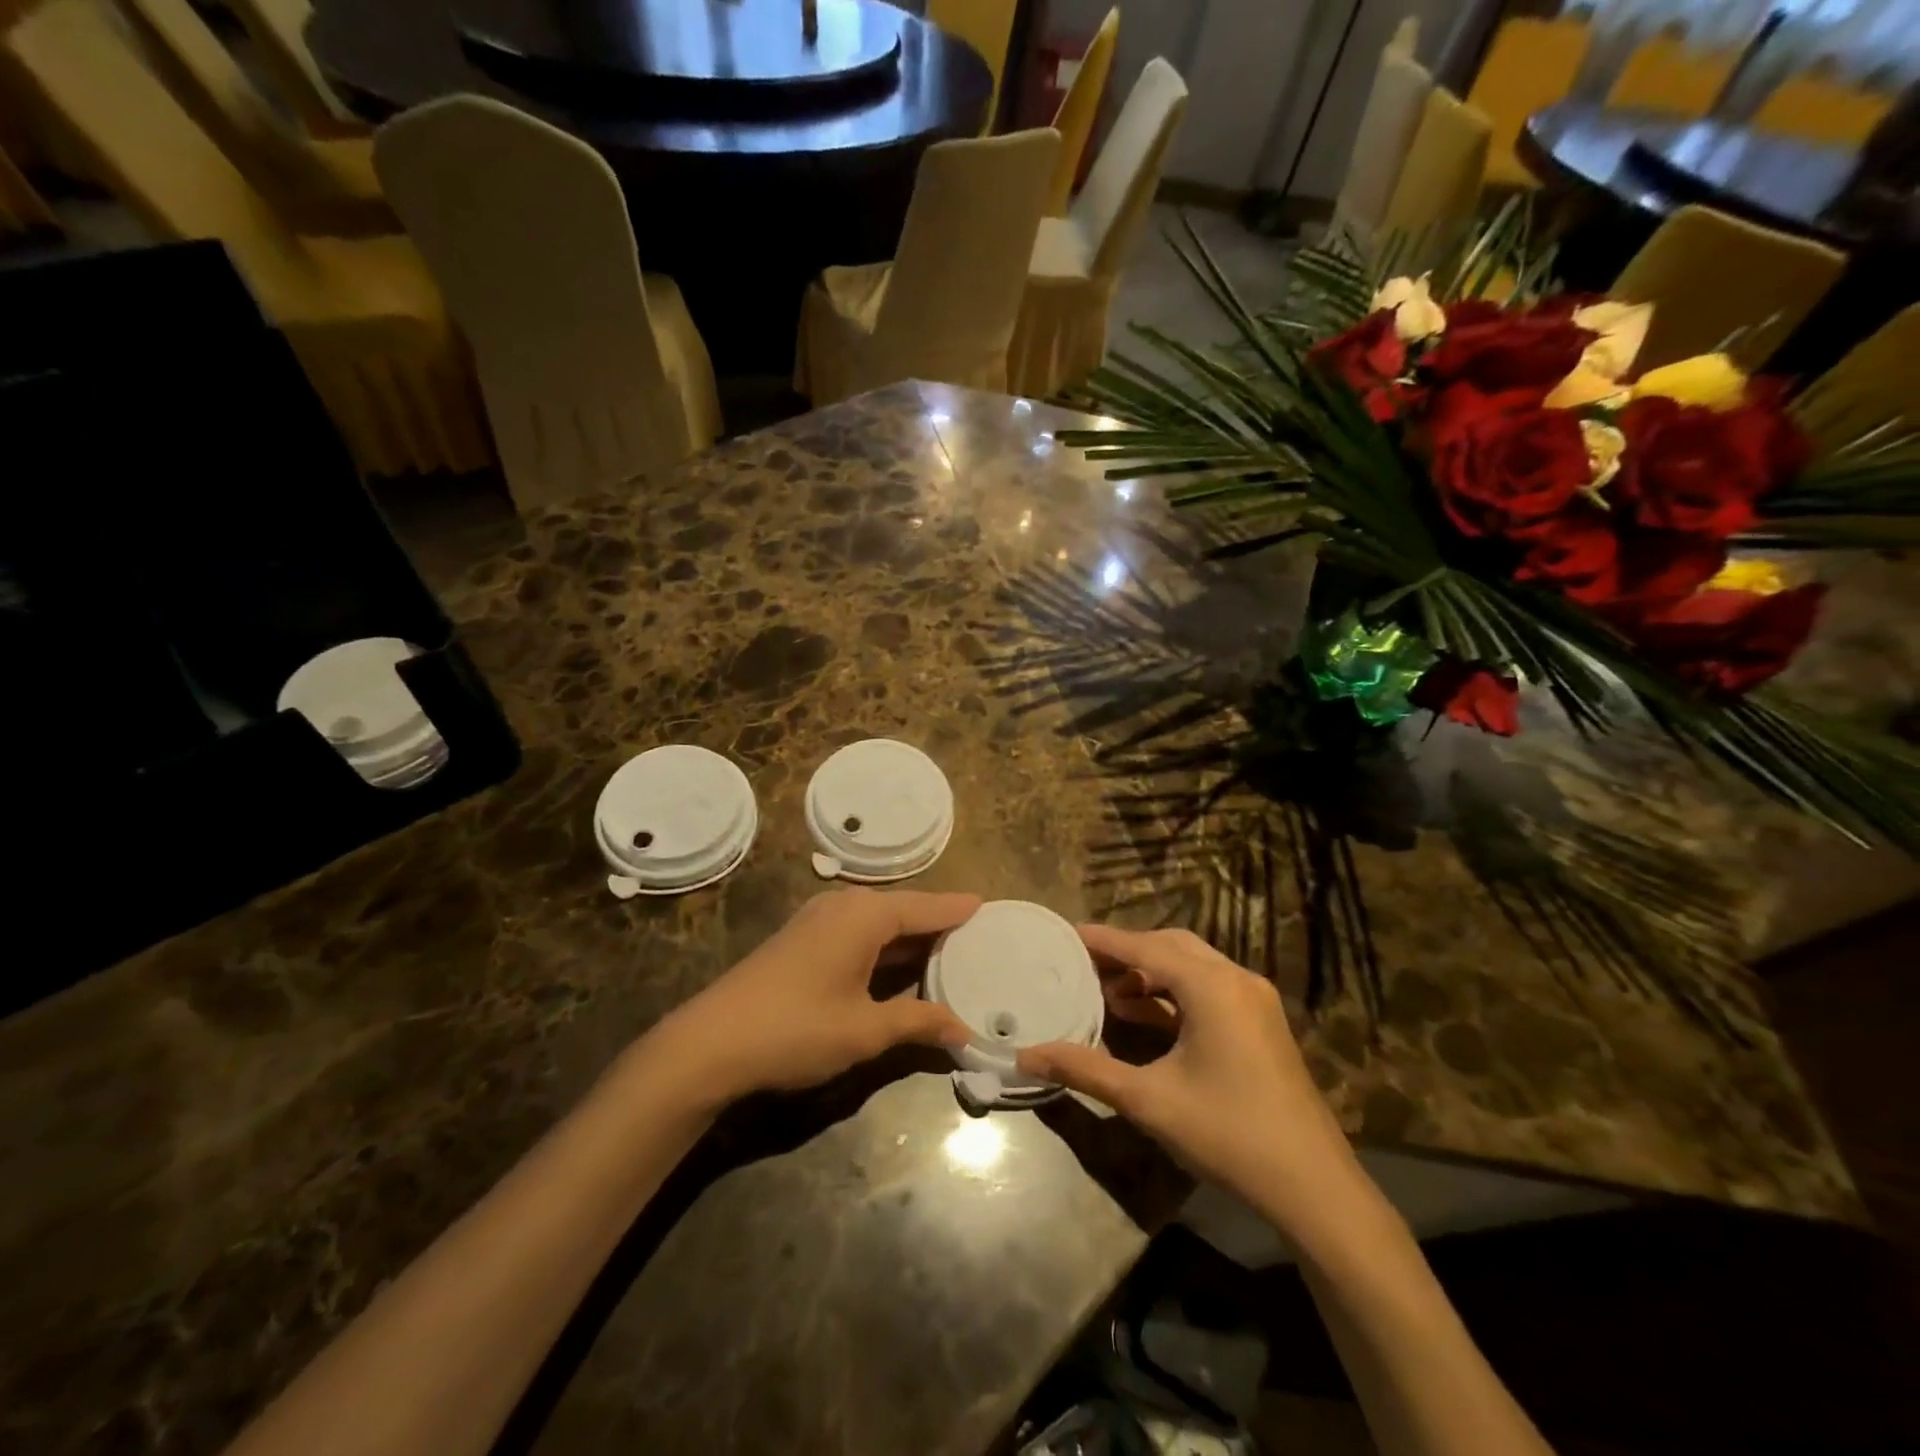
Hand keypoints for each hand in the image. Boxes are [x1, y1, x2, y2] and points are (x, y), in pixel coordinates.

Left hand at [653, 889, 977, 1104]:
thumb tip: (963, 1030)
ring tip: (948, 948)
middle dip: (937, 922)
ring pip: (879, 921)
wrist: (710, 1043)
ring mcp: (818, 920)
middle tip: (977, 934)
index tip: (989, 906)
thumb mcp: (864, 1030)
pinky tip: (898, 963)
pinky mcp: (802, 939)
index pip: (926, 907)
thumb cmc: (796, 1029)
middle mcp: (844, 906)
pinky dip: (884, 944)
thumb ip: (917, 1022)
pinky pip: (858, 931)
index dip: (957, 910)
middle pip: (903, 909)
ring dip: (910, 935)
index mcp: (865, 915)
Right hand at [1017, 925, 1358, 1230]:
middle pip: (1170, 947)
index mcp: (1211, 986)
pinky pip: (1208, 988)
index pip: (1144, 947)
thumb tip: (1026, 1056)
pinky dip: (1174, 993)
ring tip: (1107, 992)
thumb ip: (1085, 1070)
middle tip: (1083, 964)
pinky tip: (1145, 1014)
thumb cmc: (1227, 1134)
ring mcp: (1254, 1000)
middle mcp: (1235, 979)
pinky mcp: (1260, 1023)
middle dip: (1126, 953)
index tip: (1065, 935)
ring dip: (1150, 973)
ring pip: (1191, 966)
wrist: (1314, 1187)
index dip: (1102, 941)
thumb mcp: (1148, 1100)